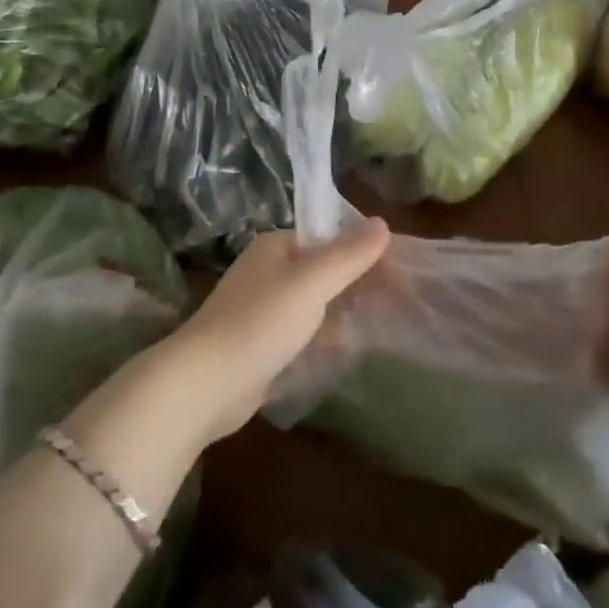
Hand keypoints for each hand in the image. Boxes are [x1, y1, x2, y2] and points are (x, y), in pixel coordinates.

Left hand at [169, 220, 392, 442]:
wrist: (204, 384)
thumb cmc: (259, 323)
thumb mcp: (310, 283)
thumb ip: (348, 255)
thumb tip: (382, 223)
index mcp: (277, 247)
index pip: (333, 240)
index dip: (369, 256)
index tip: (404, 280)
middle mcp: (270, 271)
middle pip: (326, 270)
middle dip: (361, 285)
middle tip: (400, 307)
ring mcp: (264, 308)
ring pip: (317, 303)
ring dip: (346, 312)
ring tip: (383, 327)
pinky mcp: (263, 343)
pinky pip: (305, 332)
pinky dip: (327, 337)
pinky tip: (348, 350)